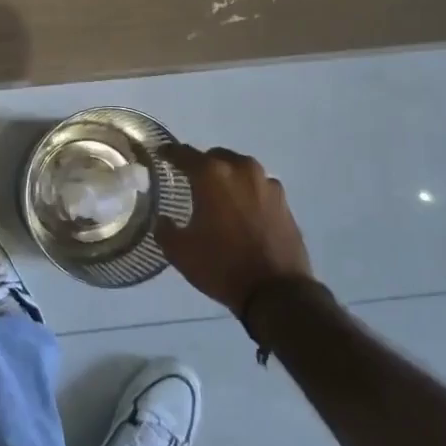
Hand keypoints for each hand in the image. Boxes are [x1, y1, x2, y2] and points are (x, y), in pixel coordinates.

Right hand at [156, 144, 313, 315]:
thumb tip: (162, 220)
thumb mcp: (180, 251)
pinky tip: (242, 211)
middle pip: (215, 157)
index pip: (184, 154)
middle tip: (191, 182)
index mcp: (211, 174)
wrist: (276, 291)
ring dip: (227, 177)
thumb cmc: (222, 265)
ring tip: (218, 197)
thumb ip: (165, 229)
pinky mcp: (283, 200)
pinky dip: (247, 193)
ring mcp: (266, 183)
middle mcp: (240, 169)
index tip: (161, 155)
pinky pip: (258, 187)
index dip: (170, 153)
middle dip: (202, 165)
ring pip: (240, 169)